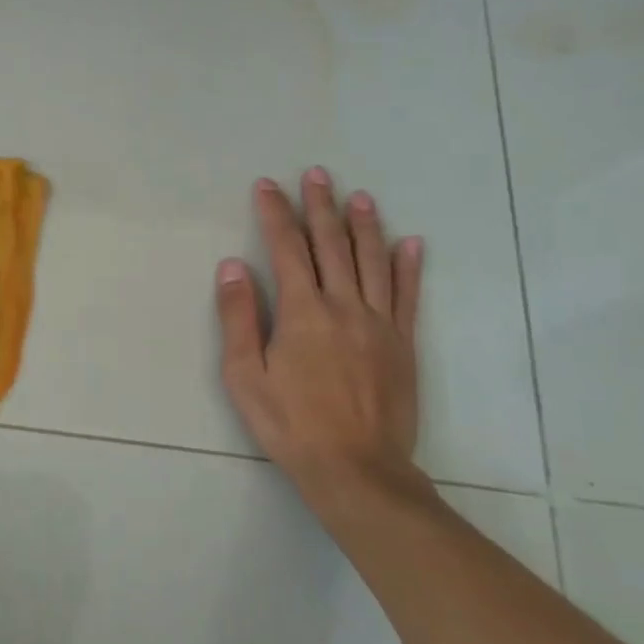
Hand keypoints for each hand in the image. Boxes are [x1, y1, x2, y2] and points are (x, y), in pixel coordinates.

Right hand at [215, 168, 424, 499]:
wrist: (357, 469)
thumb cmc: (290, 424)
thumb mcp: (245, 375)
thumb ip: (239, 317)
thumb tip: (232, 266)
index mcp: (302, 312)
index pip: (286, 249)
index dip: (275, 214)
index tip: (267, 186)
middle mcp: (343, 306)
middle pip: (331, 245)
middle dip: (319, 207)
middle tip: (315, 174)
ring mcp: (379, 323)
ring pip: (372, 261)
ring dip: (364, 225)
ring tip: (358, 196)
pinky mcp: (403, 344)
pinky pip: (408, 295)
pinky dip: (408, 266)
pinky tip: (411, 243)